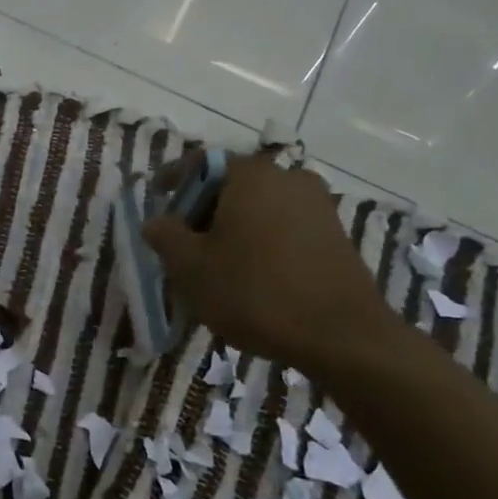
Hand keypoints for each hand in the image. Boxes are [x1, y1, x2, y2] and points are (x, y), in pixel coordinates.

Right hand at [141, 153, 403, 376]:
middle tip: (181, 241)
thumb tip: (156, 221)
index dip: (172, 179)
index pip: (200, 162)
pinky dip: (259, 240)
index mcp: (250, 175)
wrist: (341, 336)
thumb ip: (165, 236)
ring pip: (258, 207)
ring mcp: (317, 205)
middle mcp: (288, 178)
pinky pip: (282, 226)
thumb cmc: (254, 292)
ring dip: (231, 227)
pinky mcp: (333, 234)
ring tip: (213, 263)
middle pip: (231, 184)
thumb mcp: (191, 267)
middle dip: (201, 209)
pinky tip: (249, 274)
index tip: (156, 199)